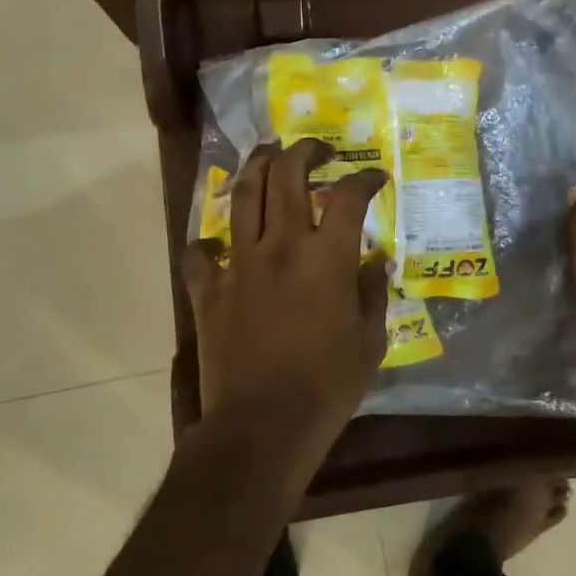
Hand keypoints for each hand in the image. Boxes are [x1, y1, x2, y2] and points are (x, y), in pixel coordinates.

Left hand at [183, 140, 389, 479]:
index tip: (374, 176)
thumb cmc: (326, 387)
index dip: (364, 178)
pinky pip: (200, 252)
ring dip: (257, 167)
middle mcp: (281, 247)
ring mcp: (239, 264)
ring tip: (267, 156)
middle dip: (304, 151)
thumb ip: (373, 293)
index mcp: (325, 258)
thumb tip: (375, 259)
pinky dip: (208, 242)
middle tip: (316, 150)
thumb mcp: (369, 342)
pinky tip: (218, 242)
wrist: (263, 426)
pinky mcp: (207, 290)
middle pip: (286, 175)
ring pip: (243, 196)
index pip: (348, 197)